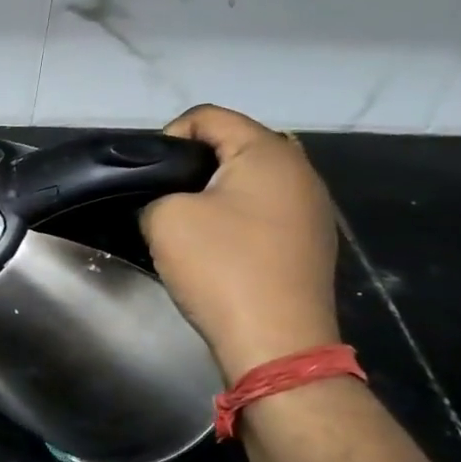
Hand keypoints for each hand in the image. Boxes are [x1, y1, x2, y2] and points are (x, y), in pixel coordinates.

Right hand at [140, 105, 340, 380]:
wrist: (276, 344)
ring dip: (216, 191)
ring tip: (186, 220)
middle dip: (193, 163)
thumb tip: (167, 200)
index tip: (148, 175)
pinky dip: (237, 215)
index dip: (169, 137)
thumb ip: (156, 192)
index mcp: (268, 152)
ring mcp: (312, 208)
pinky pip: (265, 209)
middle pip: (234, 144)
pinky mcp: (311, 241)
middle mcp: (300, 170)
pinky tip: (218, 245)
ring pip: (251, 178)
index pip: (208, 116)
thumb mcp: (165, 218)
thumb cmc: (221, 268)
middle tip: (164, 195)